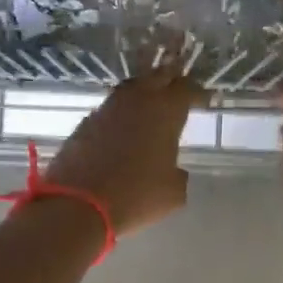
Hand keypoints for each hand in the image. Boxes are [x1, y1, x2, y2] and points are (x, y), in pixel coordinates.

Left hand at [44, 63, 201, 237]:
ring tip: (151, 106)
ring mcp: (107, 109)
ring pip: (131, 90)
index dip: (198, 92)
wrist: (78, 205)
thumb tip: (172, 170)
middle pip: (157, 77)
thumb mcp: (173, 193)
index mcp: (165, 112)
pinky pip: (110, 110)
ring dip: (143, 94)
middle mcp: (136, 101)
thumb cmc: (135, 196)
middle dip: (170, 80)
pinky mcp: (85, 124)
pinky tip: (124, 128)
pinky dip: (121, 114)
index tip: (205, 100)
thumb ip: (178, 174)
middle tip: (178, 90)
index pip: (186, 89)